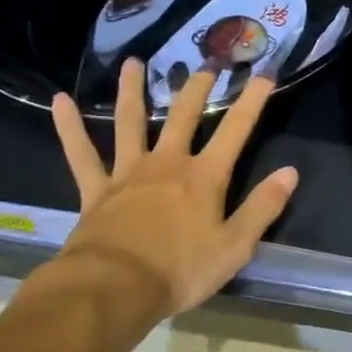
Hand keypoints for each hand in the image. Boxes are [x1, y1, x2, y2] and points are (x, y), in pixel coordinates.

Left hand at [48, 59, 298, 319]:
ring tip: (134, 62)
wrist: (113, 290)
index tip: (264, 72)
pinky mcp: (96, 190)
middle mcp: (168, 163)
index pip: (236, 129)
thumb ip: (263, 207)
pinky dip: (69, 127)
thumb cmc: (179, 271)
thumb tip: (291, 172)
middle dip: (198, 86)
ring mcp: (128, 173)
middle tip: (207, 61)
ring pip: (130, 122)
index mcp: (204, 176)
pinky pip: (81, 154)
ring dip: (133, 90)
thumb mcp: (235, 247)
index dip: (252, 100)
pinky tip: (61, 100)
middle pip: (185, 115)